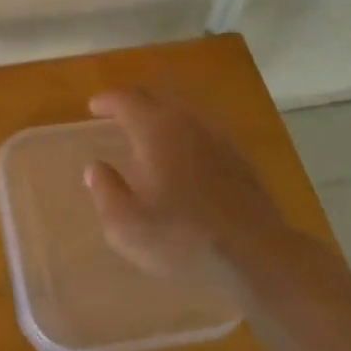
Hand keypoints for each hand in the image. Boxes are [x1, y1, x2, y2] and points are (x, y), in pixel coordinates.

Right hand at [84, 88, 289, 281]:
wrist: (257, 254)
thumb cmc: (183, 238)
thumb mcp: (128, 226)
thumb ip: (106, 191)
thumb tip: (96, 168)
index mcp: (155, 130)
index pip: (125, 100)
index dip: (107, 101)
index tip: (93, 107)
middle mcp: (186, 122)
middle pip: (155, 97)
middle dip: (133, 101)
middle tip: (117, 112)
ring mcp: (217, 137)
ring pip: (182, 110)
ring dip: (161, 113)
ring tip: (149, 129)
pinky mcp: (239, 157)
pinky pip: (203, 129)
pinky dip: (185, 131)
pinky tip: (185, 152)